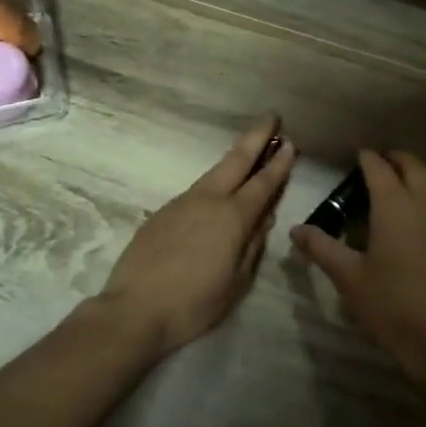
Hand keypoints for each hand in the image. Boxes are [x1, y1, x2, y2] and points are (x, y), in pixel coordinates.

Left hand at [96, 117, 294, 356]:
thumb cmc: (194, 303)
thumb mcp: (237, 282)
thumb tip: (264, 217)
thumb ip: (253, 245)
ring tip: (248, 150)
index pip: (263, 183)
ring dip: (234, 158)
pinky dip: (213, 182)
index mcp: (233, 217)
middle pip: (236, 160)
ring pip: (213, 173)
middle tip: (271, 117)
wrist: (135, 309)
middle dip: (256, 137)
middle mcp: (208, 200)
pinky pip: (196, 191)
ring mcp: (182, 203)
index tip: (290, 143)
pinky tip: (216, 192)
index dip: (279, 163)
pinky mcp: (162, 212)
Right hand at [290, 151, 425, 379]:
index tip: (357, 156)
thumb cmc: (390, 306)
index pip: (379, 168)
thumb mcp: (348, 277)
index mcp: (393, 206)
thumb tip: (296, 230)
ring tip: (404, 187)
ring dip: (420, 176)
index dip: (367, 158)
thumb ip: (321, 248)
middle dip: (395, 159)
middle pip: (412, 166)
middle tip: (379, 165)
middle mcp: (424, 204)